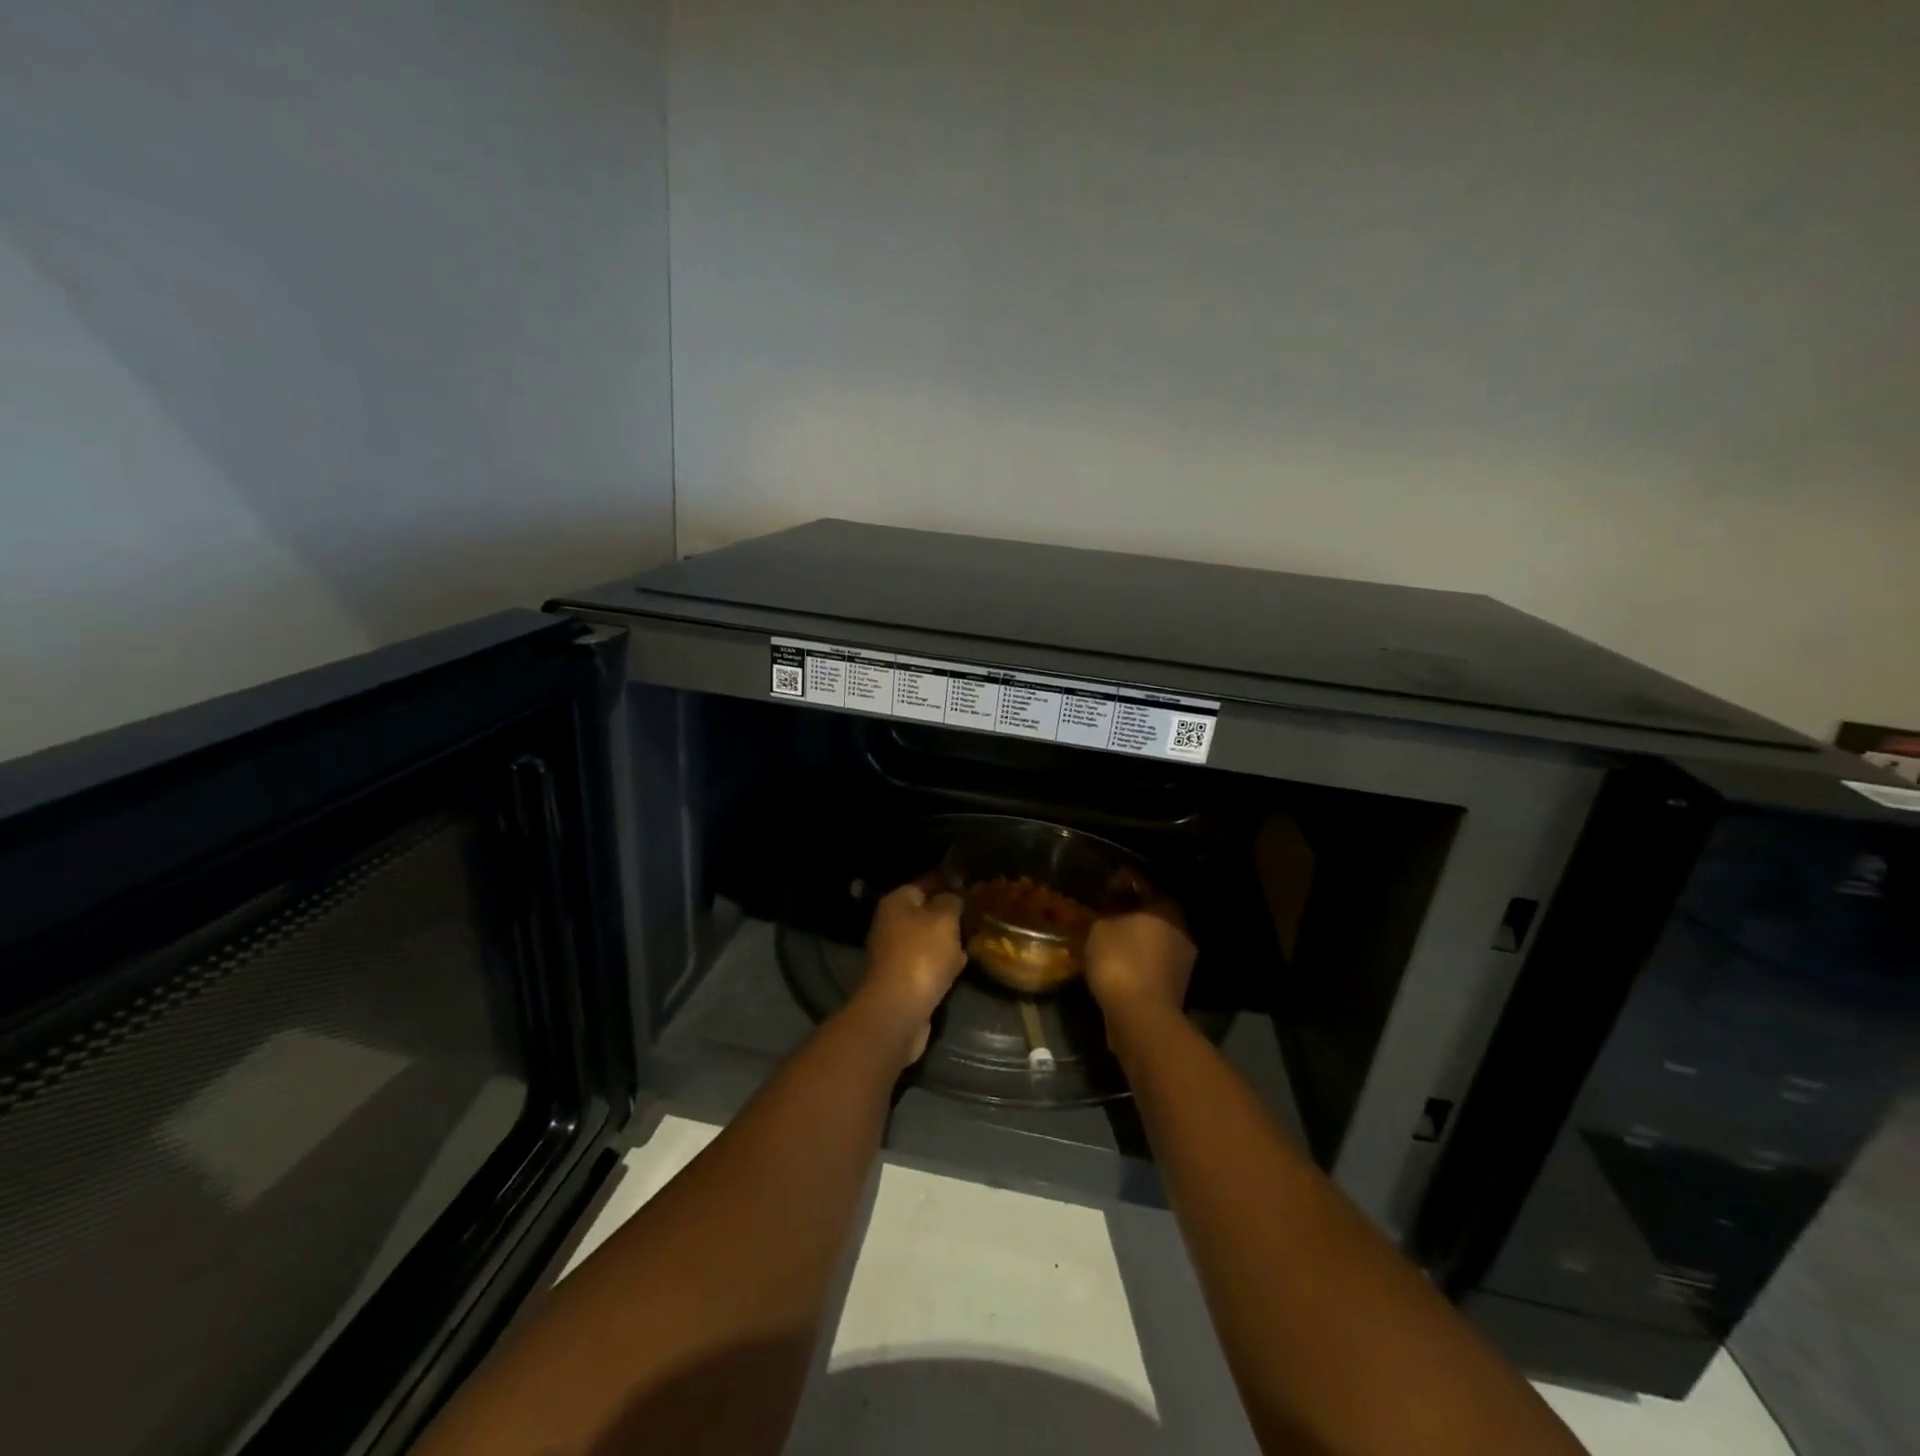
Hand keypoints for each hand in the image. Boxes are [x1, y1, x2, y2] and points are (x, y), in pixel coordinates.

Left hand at [856, 881, 967, 1066]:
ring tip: (975, 939)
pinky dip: (943, 965)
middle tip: (977, 916)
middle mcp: (891, 925)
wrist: (899, 1009)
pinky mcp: (903, 980)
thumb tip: (952, 896)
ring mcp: (895, 954)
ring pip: (929, 940)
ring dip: (949, 942)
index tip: (971, 888)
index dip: (947, 884)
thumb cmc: (921, 954)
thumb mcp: (944, 918)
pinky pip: (928, 964)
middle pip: (926, 913)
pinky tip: (962, 966)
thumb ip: (951, 901)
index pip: (924, 884)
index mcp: (896, 903)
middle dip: (950, 916)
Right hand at [1084, 886, 1196, 1029]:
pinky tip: (1116, 964)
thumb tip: (1105, 913)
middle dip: (1130, 912)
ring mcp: (1183, 961)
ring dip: (1134, 939)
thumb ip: (1103, 915)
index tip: (1104, 887)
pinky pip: (1152, 964)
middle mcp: (1182, 930)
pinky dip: (1136, 962)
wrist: (1140, 1016)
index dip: (1122, 882)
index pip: (1144, 884)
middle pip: (1152, 913)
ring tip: (1107, 940)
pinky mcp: (1177, 987)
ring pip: (1154, 940)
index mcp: (1166, 908)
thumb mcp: (1098, 929)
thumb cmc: (1120, 961)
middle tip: (1105, 913)